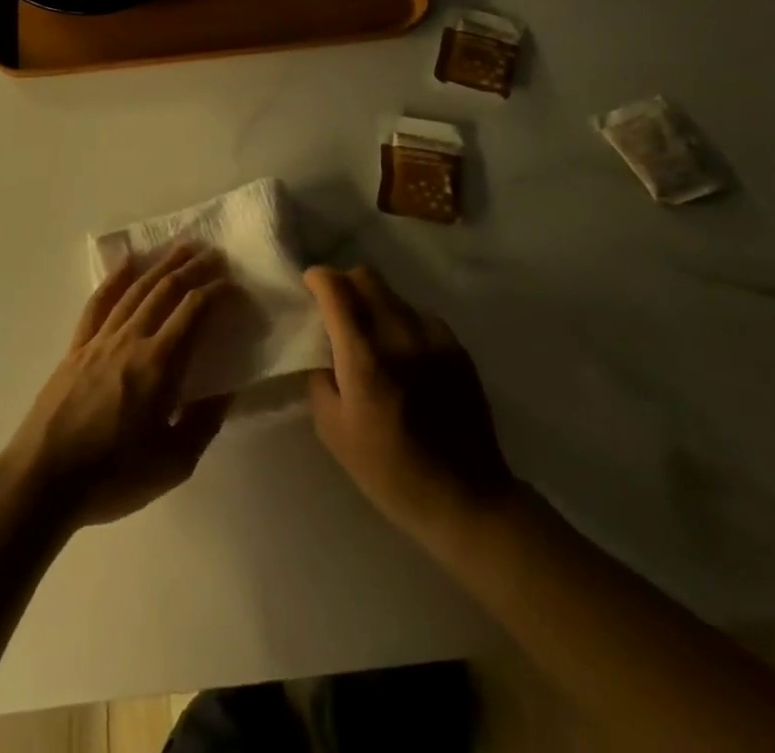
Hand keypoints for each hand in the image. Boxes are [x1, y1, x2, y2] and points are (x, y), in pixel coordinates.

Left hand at [0, 244, 232, 532]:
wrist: (44, 479)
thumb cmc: (113, 476)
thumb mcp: (174, 464)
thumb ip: (204, 422)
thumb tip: (228, 389)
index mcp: (160, 365)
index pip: (194, 312)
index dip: (216, 292)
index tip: (234, 283)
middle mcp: (131, 339)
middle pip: (165, 290)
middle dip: (192, 268)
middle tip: (214, 253)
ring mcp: (100, 339)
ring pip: (135, 289)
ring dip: (161, 265)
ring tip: (180, 248)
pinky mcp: (76, 346)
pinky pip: (98, 303)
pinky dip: (114, 278)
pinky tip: (126, 262)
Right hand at [305, 265, 513, 537]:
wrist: (465, 498)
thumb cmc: (389, 470)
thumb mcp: (333, 430)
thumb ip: (320, 378)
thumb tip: (323, 351)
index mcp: (364, 356)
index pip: (336, 288)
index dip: (317, 278)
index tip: (309, 287)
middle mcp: (399, 334)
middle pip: (366, 277)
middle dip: (344, 284)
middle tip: (335, 311)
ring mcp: (433, 337)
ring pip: (393, 294)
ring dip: (373, 303)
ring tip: (371, 338)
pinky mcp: (456, 347)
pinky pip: (419, 315)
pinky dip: (402, 322)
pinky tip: (403, 355)